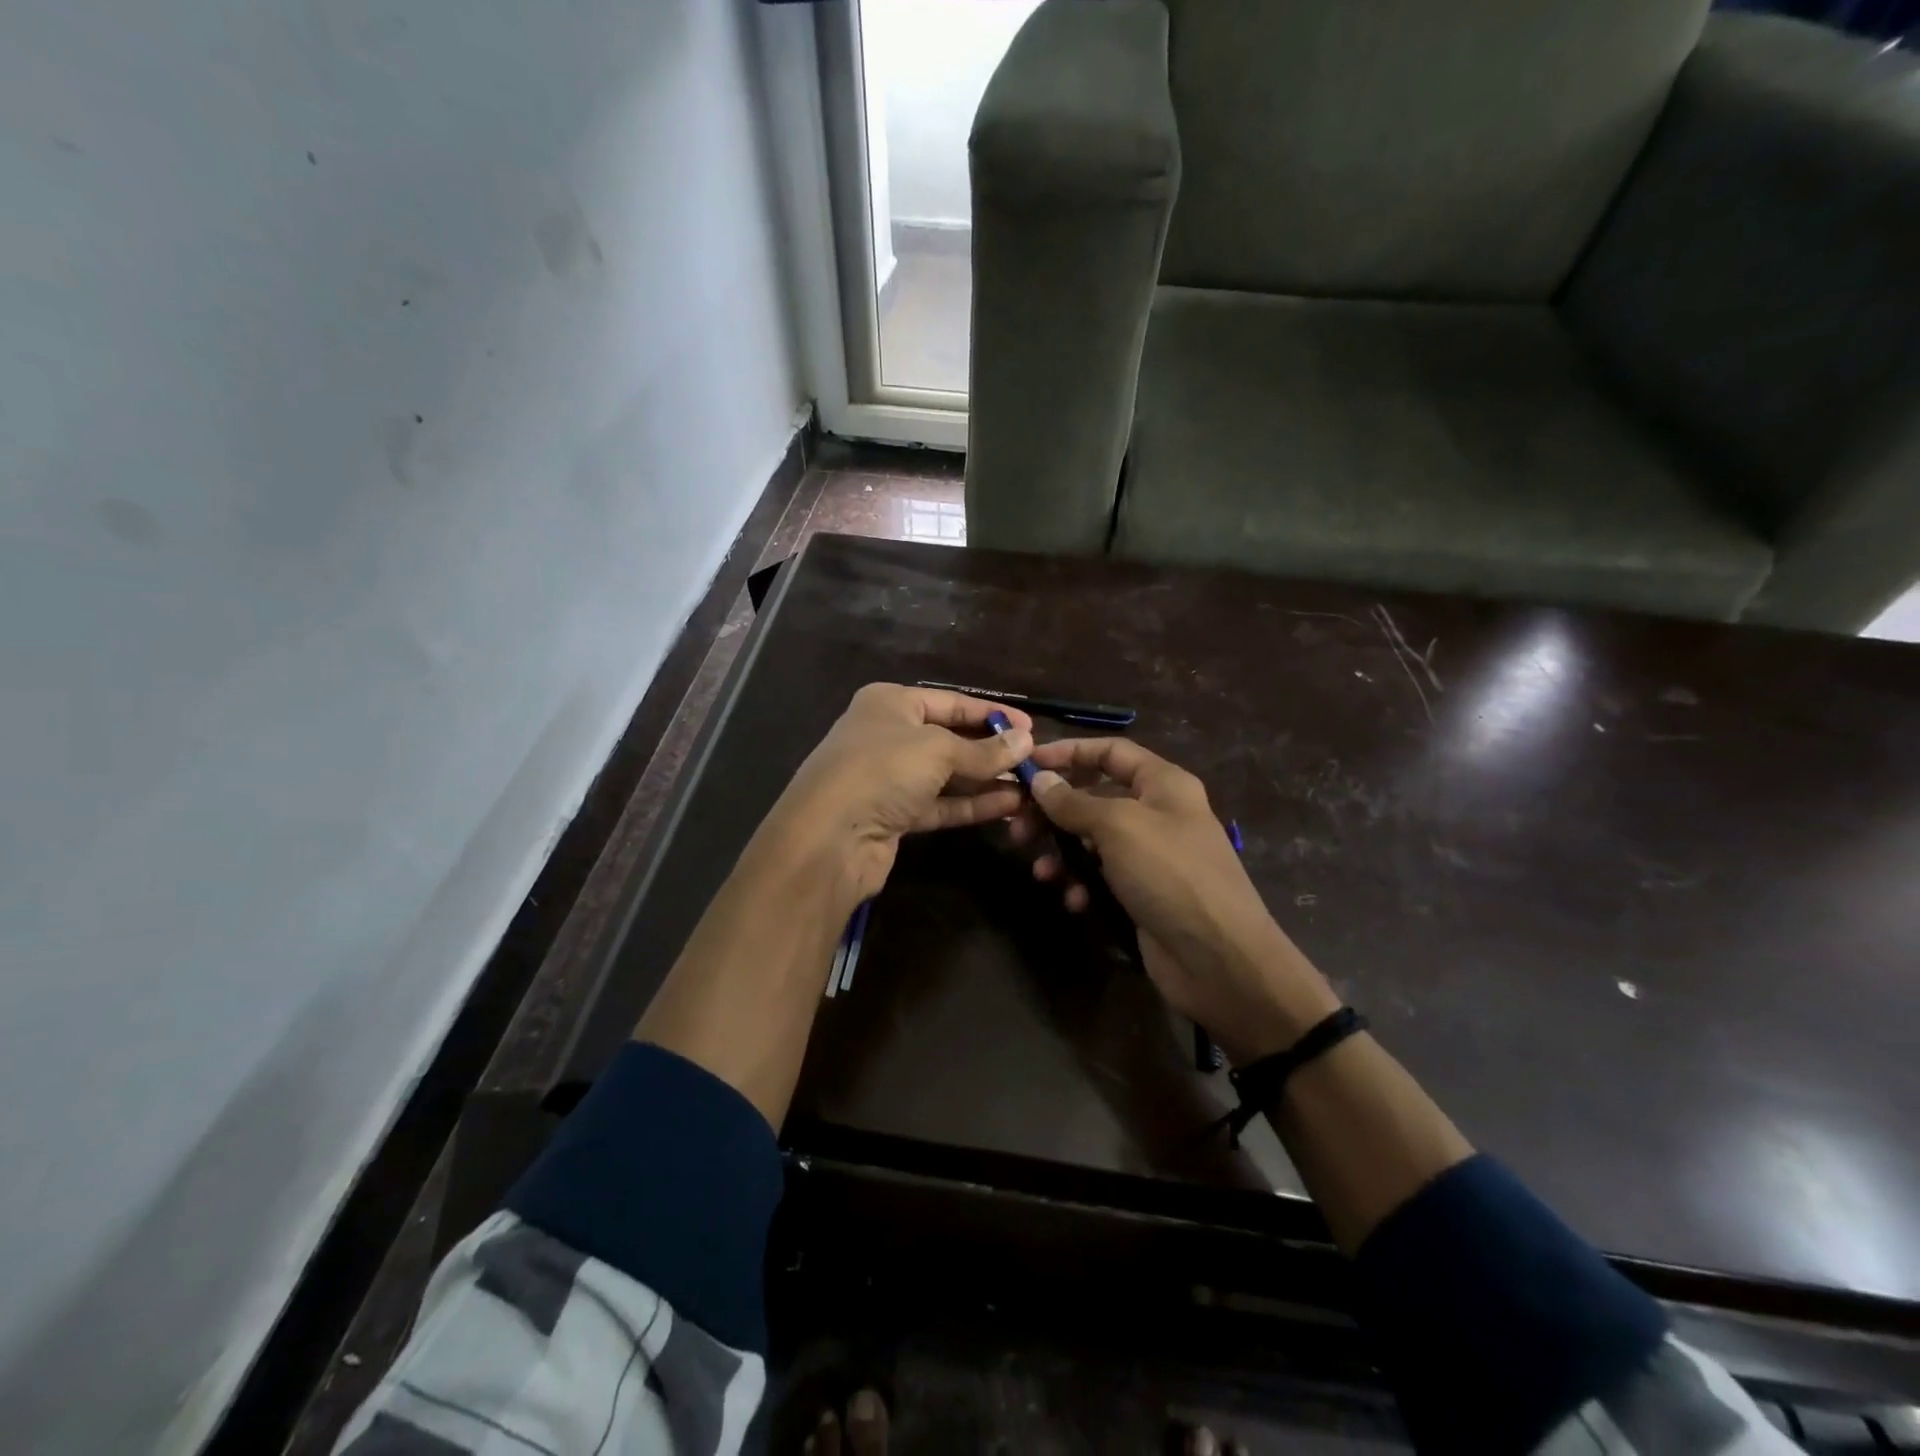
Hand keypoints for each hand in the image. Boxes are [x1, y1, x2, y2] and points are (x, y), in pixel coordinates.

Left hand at [759, 683, 1033, 905]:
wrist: (829, 838)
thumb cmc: (882, 770)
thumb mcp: (938, 750)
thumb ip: (984, 750)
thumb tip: (1025, 742)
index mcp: (890, 703)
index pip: (951, 702)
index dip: (992, 714)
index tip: (1030, 728)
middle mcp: (888, 735)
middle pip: (950, 739)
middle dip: (991, 750)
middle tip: (1034, 761)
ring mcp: (889, 778)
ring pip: (947, 775)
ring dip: (986, 781)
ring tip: (1030, 787)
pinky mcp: (894, 815)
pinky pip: (940, 803)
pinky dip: (971, 804)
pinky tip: (1008, 806)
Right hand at [1016, 737, 1338, 1063]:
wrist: (1219, 959)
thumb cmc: (1170, 874)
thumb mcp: (1118, 827)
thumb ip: (1074, 801)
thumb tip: (1041, 780)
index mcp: (1163, 784)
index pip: (1110, 752)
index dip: (1069, 752)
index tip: (1029, 765)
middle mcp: (1157, 813)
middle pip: (1095, 796)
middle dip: (1055, 811)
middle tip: (1017, 827)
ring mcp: (1150, 856)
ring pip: (1093, 840)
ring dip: (1062, 852)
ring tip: (1041, 871)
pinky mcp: (1142, 892)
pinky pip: (1102, 876)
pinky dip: (1083, 883)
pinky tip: (1073, 900)